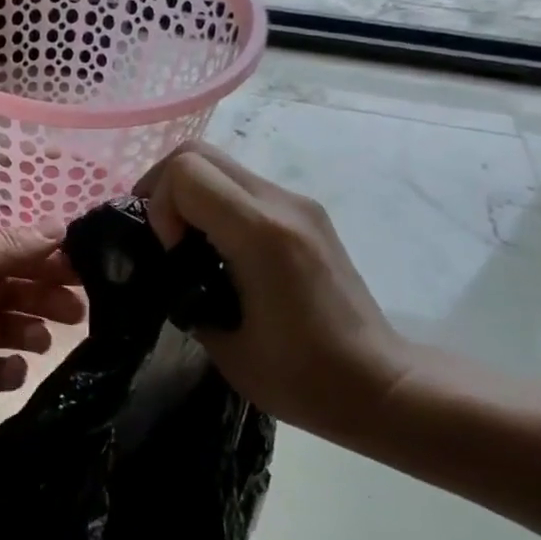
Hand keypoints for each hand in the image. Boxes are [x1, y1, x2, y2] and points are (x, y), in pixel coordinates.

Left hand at [0, 226, 86, 432]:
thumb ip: (2, 246)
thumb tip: (57, 229)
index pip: (5, 250)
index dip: (42, 256)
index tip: (84, 265)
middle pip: (8, 289)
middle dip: (42, 294)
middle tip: (78, 309)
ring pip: (1, 328)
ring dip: (27, 330)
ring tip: (46, 338)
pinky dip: (3, 371)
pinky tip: (18, 369)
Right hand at [136, 142, 413, 440]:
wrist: (381, 385)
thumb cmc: (301, 377)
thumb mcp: (221, 343)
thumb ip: (184, 289)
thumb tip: (169, 269)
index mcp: (262, 234)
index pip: (186, 172)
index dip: (159, 205)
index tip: (169, 251)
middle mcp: (282, 205)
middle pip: (197, 153)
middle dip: (163, 188)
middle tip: (161, 235)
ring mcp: (299, 205)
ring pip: (219, 165)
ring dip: (189, 195)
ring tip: (185, 245)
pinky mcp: (306, 215)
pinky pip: (242, 186)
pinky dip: (214, 204)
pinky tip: (216, 250)